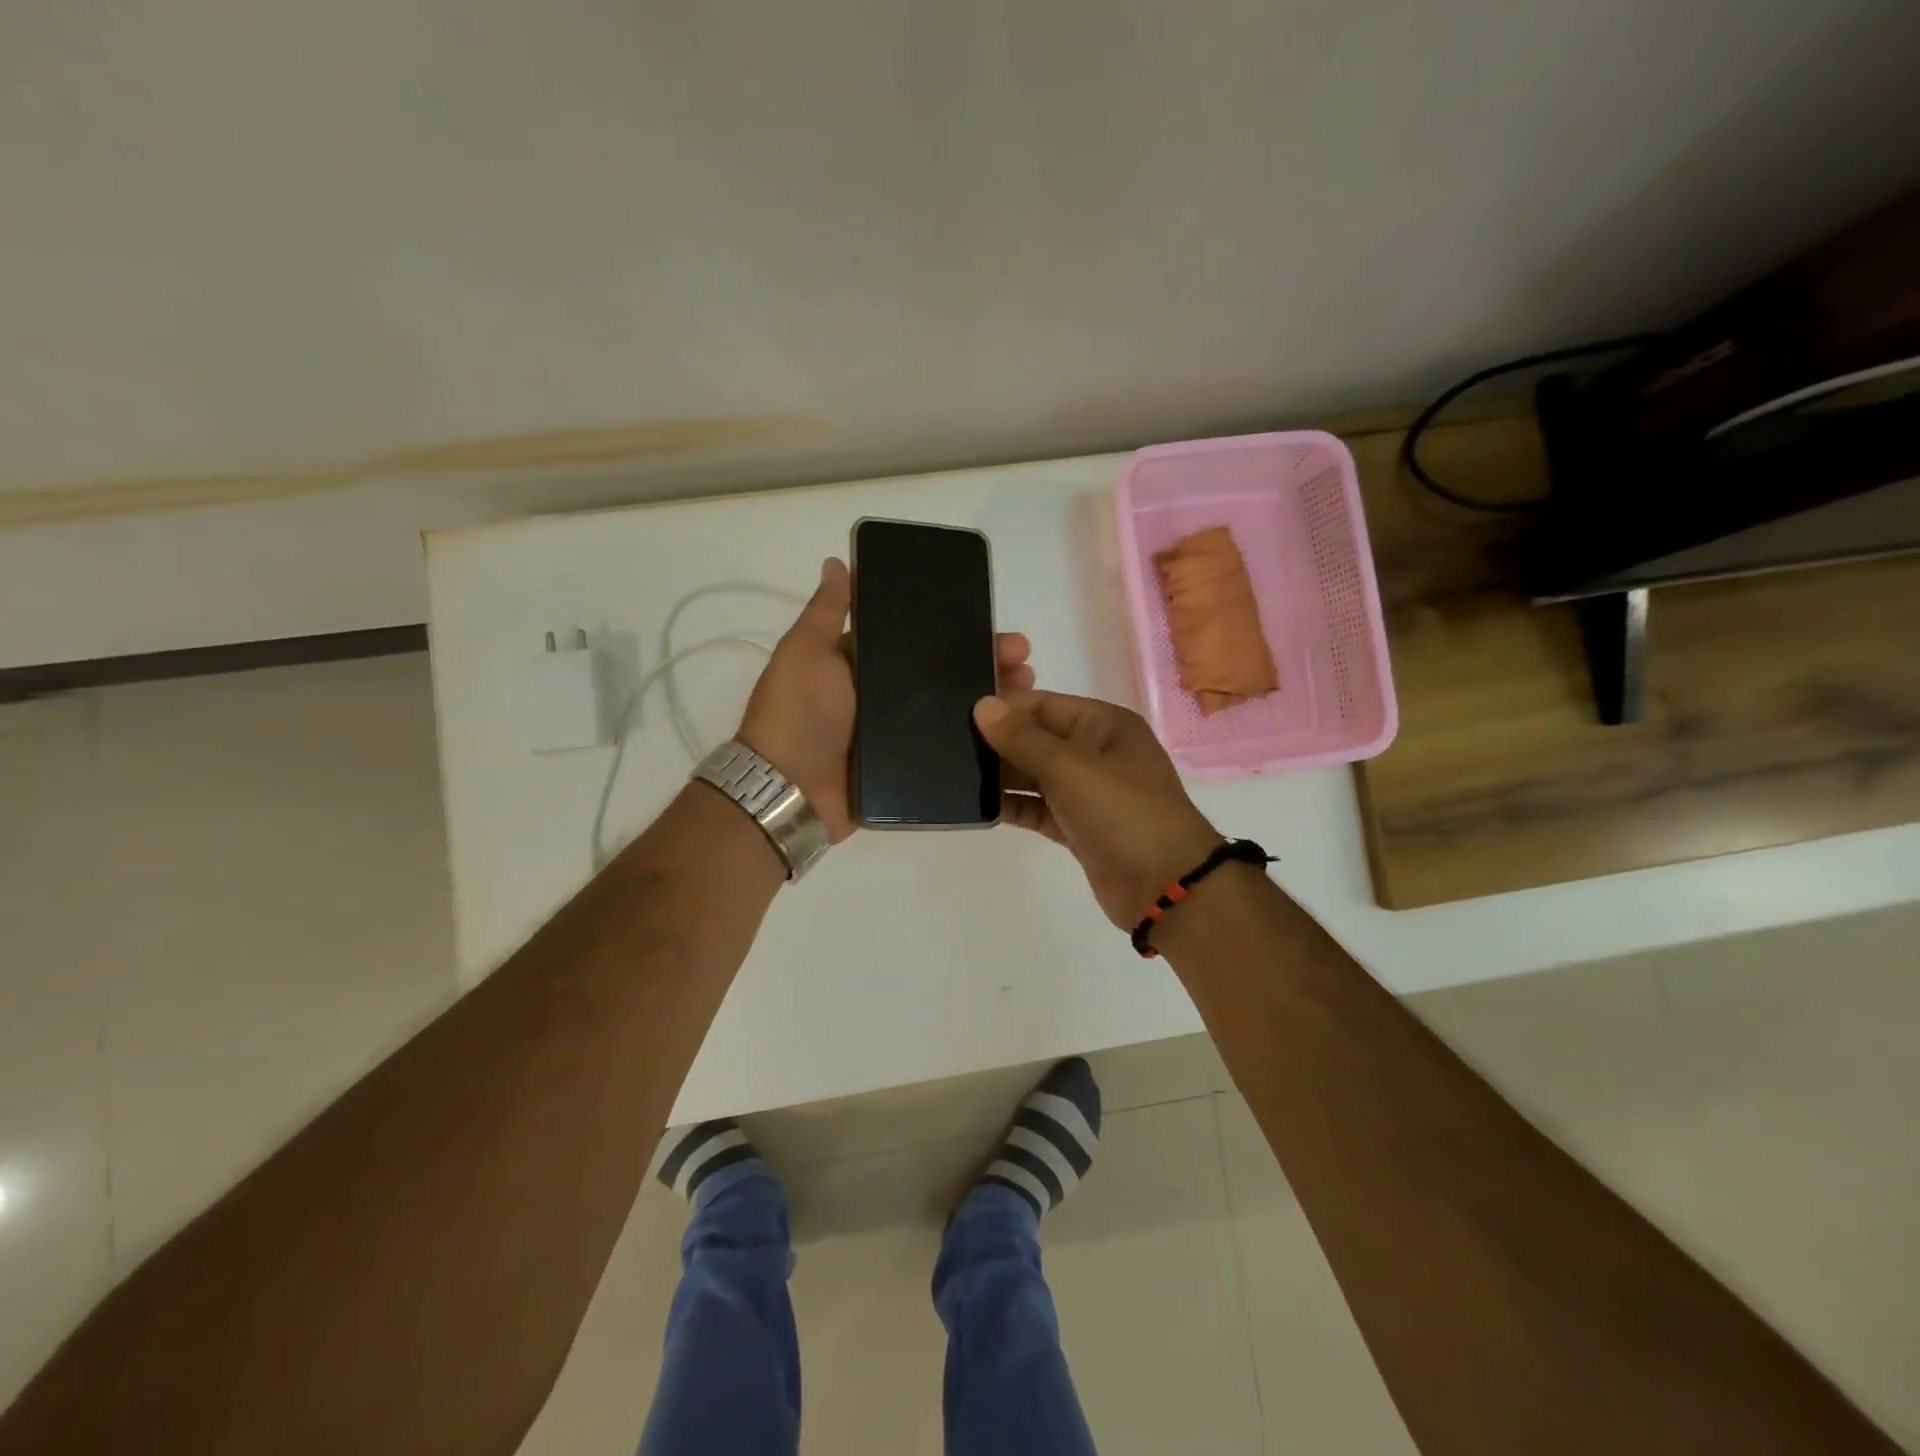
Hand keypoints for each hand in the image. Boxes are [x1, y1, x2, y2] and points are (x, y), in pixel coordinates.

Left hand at [738, 557, 1035, 843]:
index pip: (918, 641)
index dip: (955, 631)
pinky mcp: (905, 771)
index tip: (993, 624)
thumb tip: (837, 561)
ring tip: (1028, 694)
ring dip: (990, 701)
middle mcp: (882, 699)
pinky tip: (1010, 736)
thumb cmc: (797, 713)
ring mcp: (896, 737)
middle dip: (984, 664)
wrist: (787, 790)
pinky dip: (977, 744)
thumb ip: (826, 612)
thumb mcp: (805, 653)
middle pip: (942, 676)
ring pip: (951, 712)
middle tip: (1024, 663)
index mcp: (861, 666)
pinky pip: (946, 753)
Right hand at [973, 690, 1221, 928]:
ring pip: (1036, 776)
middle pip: (1038, 739)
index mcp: (1103, 725)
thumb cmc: (1121, 812)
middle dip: (999, 744)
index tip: (960, 717)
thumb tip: (983, 705)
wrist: (1164, 885)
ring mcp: (1088, 792)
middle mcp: (1096, 753)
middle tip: (949, 748)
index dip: (1005, 709)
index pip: (1043, 705)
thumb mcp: (1069, 767)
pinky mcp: (1078, 827)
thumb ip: (1022, 738)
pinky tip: (981, 807)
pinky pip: (1040, 808)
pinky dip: (1015, 807)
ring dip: (1003, 777)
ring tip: (956, 776)